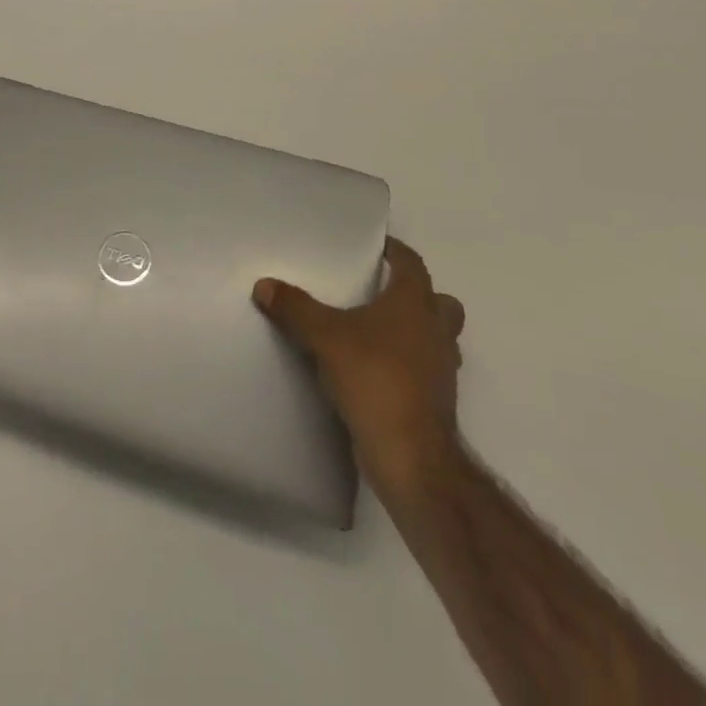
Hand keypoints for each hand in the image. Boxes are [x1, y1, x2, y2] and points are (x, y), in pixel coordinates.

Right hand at [254, 237, 465, 499]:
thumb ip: (295, 308)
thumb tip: (264, 285)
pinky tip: (375, 371)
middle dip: (416, 294)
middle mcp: (435, 332)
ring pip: (437, 339)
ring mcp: (442, 370)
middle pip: (439, 302)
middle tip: (380, 292)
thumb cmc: (375, 380)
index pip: (412, 264)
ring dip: (415, 332)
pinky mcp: (436, 403)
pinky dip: (408, 365)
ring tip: (376, 333)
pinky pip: (426, 370)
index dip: (396, 252)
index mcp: (415, 305)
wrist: (412, 458)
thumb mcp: (324, 337)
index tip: (376, 247)